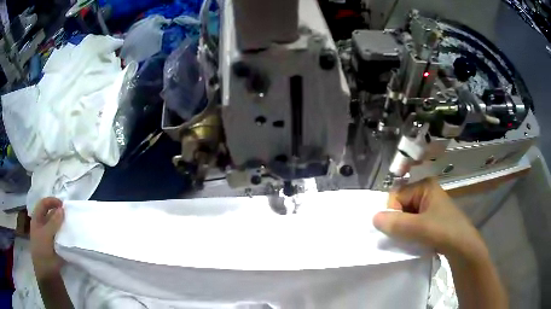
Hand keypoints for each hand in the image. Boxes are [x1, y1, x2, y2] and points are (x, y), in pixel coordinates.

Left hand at [30, 197, 64, 278]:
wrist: (47, 274)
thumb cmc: (42, 251)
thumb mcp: (46, 235)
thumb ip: (54, 222)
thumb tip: (62, 209)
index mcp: (37, 219)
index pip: (43, 204)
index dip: (52, 201)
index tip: (63, 205)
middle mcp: (42, 225)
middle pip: (50, 214)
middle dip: (59, 213)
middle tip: (69, 215)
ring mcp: (49, 236)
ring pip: (56, 226)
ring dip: (63, 225)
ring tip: (72, 225)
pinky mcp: (55, 246)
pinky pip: (61, 237)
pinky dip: (65, 235)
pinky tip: (71, 236)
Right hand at [373, 178, 488, 262]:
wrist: (463, 247)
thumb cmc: (443, 231)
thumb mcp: (418, 228)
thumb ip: (395, 223)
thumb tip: (373, 217)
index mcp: (424, 186)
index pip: (396, 196)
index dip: (393, 213)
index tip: (397, 229)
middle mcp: (426, 192)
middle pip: (401, 205)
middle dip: (398, 222)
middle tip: (404, 236)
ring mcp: (430, 205)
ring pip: (407, 216)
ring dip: (404, 229)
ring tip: (411, 239)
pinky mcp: (432, 217)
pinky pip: (414, 222)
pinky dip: (410, 232)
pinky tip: (415, 240)